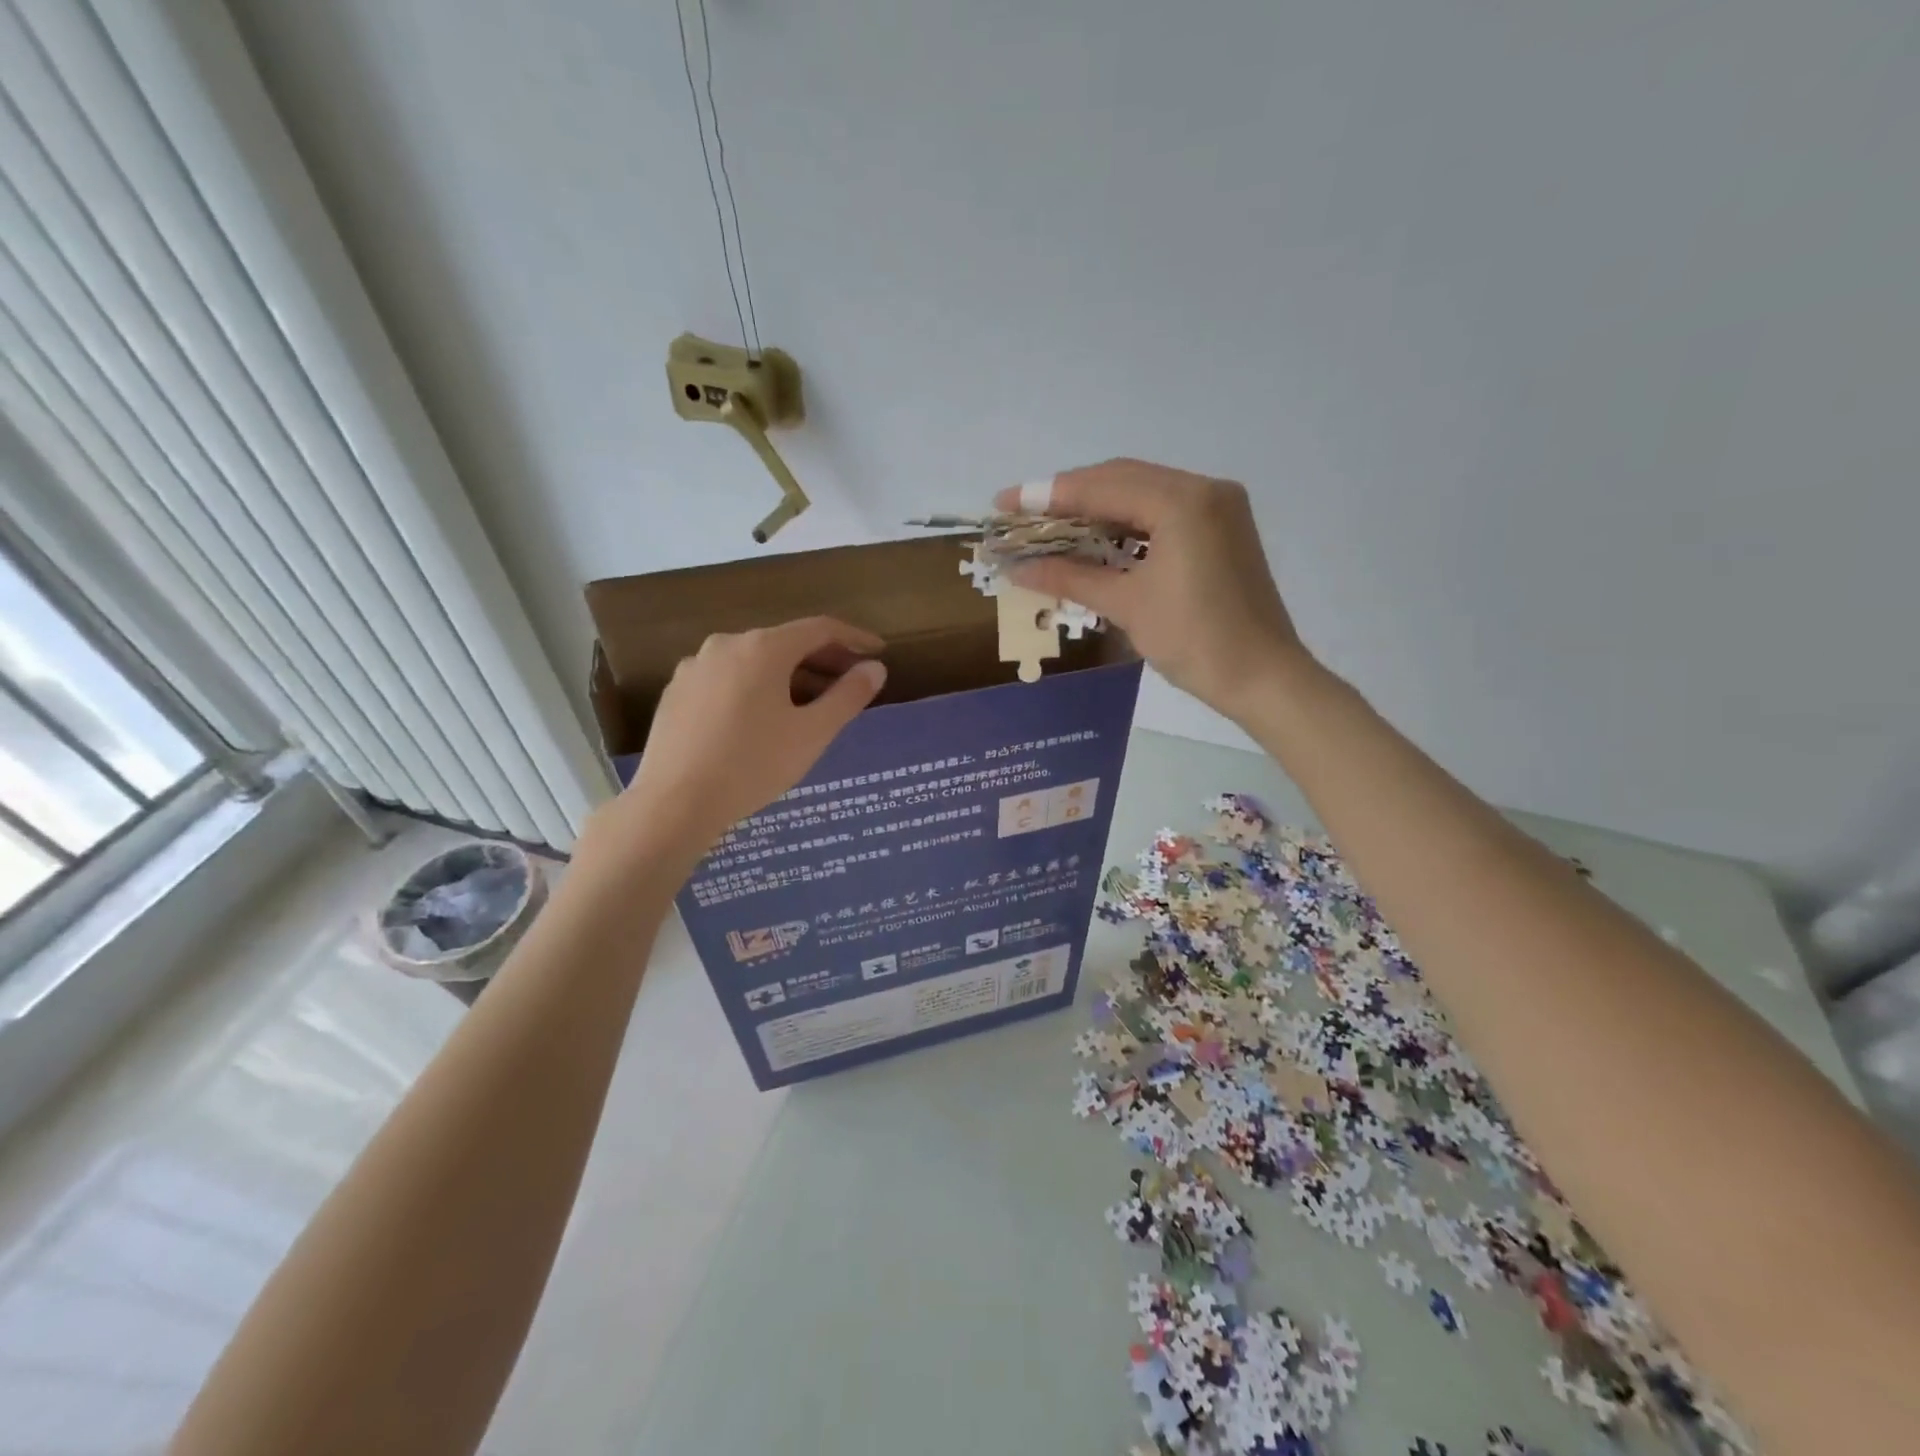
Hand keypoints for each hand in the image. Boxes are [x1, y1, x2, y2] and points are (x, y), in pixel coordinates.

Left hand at [584, 617, 886, 865]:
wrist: (674, 803)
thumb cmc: (752, 765)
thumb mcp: (812, 734)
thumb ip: (848, 696)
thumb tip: (875, 668)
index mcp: (763, 648)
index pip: (820, 629)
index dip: (854, 638)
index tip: (878, 652)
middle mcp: (726, 644)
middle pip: (786, 643)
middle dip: (823, 660)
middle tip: (850, 683)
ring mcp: (695, 667)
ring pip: (754, 662)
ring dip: (789, 676)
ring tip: (810, 706)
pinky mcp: (676, 692)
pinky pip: (727, 679)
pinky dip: (755, 688)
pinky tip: (761, 720)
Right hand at [995, 459, 1308, 719]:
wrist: (1262, 676)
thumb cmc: (1194, 641)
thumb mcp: (1126, 605)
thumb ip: (1070, 576)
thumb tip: (1016, 568)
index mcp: (1183, 502)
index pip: (1102, 486)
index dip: (1047, 494)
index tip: (1004, 502)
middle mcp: (1204, 489)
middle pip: (1122, 479)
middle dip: (1069, 496)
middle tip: (1024, 514)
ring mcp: (1219, 506)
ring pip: (1143, 492)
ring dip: (1097, 507)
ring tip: (1052, 526)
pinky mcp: (1223, 527)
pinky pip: (1163, 511)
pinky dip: (1127, 522)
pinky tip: (1097, 538)